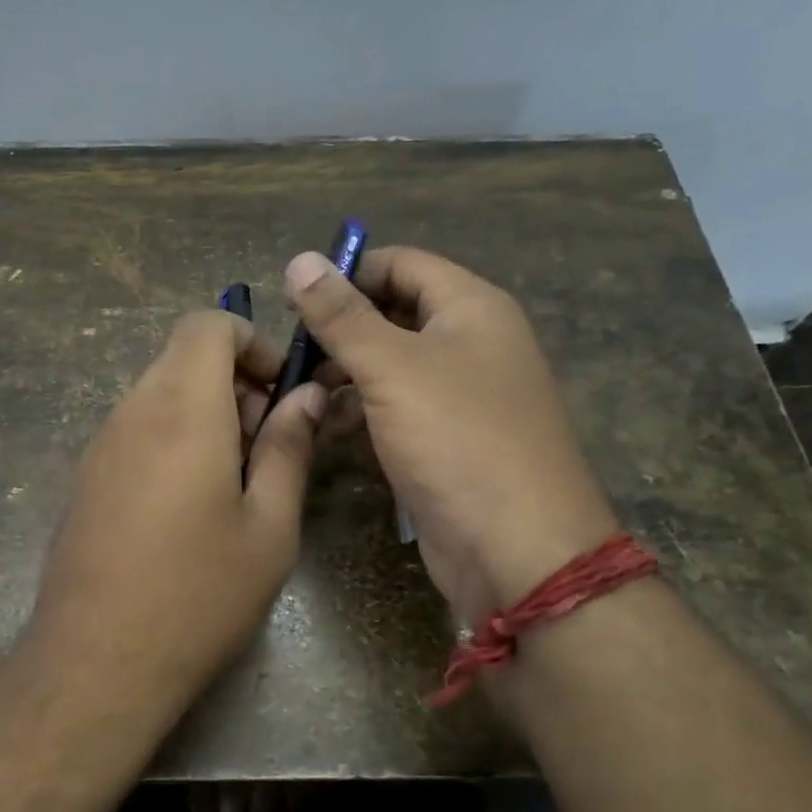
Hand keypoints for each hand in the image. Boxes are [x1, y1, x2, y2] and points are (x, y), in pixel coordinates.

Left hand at [25, 310, 326, 720]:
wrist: (96, 661)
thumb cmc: (199, 593)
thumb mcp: (268, 526)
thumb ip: (288, 448)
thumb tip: (306, 396)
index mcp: (182, 409)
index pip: (206, 324)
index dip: (250, 340)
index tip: (278, 392)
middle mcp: (133, 411)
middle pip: (184, 357)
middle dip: (235, 383)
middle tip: (267, 448)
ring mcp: (101, 443)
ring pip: (161, 393)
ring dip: (206, 414)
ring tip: (235, 483)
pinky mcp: (86, 475)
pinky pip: (137, 428)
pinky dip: (173, 437)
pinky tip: (189, 506)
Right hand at [285, 246, 616, 626]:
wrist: (519, 551)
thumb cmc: (457, 440)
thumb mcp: (391, 368)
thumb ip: (342, 315)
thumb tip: (299, 260)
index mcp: (471, 307)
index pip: (400, 263)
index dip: (348, 274)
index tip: (295, 303)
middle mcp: (471, 342)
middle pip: (394, 312)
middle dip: (341, 329)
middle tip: (292, 355)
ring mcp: (462, 394)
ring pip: (391, 363)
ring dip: (346, 372)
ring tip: (303, 393)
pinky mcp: (448, 439)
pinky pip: (398, 407)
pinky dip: (363, 410)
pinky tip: (330, 427)